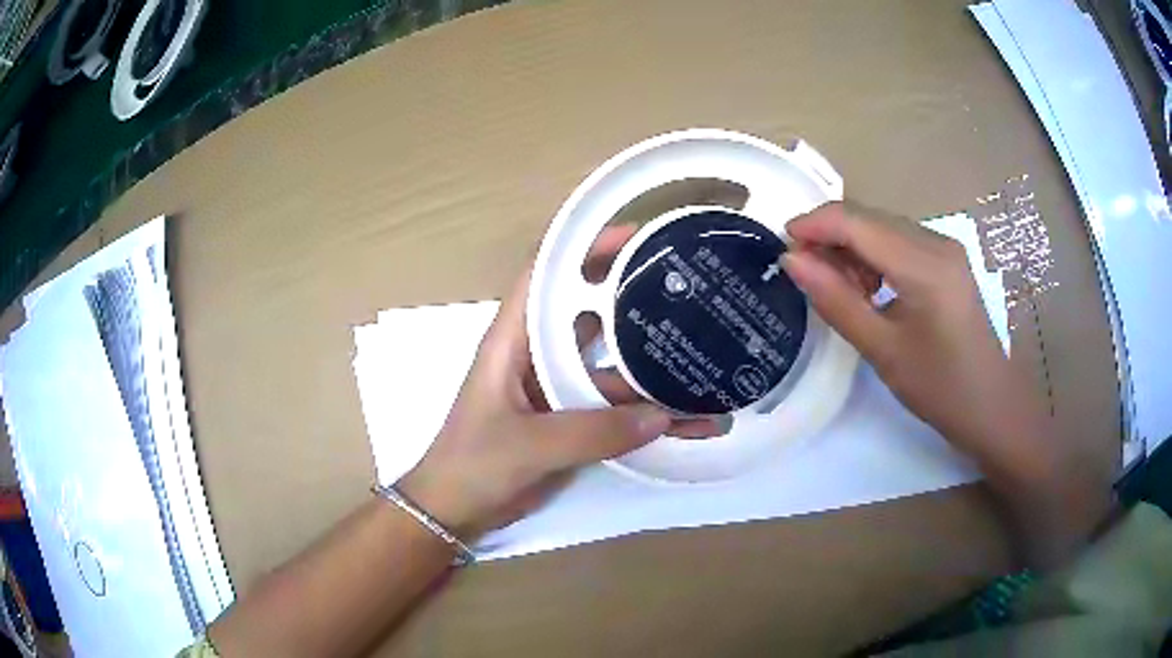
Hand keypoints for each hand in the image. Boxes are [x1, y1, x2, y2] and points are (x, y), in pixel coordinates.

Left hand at [399, 228, 717, 539]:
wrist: (457, 511)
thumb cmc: (474, 464)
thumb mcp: (528, 444)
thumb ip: (591, 431)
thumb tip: (662, 415)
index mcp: (514, 340)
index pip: (548, 273)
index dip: (586, 246)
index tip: (636, 236)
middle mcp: (539, 354)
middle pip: (590, 313)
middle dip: (634, 297)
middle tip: (687, 288)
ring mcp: (558, 389)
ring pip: (613, 368)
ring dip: (655, 371)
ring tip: (707, 367)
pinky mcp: (572, 422)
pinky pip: (616, 410)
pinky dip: (649, 416)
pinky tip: (690, 423)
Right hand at [782, 202, 1034, 464]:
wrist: (991, 406)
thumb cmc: (940, 388)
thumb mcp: (883, 350)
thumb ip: (836, 301)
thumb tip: (791, 260)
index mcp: (924, 264)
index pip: (856, 222)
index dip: (813, 225)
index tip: (780, 246)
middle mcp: (935, 241)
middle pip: (868, 218)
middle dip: (830, 237)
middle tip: (805, 276)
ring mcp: (944, 247)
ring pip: (881, 228)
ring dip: (851, 249)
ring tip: (838, 290)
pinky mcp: (946, 259)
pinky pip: (898, 242)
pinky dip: (873, 256)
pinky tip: (868, 289)